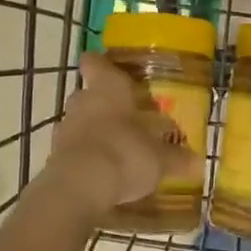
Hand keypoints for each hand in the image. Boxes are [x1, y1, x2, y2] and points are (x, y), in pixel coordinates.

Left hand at [43, 55, 193, 219]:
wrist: (79, 187)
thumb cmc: (125, 153)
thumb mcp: (160, 158)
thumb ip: (177, 158)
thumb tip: (197, 162)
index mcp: (108, 88)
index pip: (96, 63)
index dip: (100, 64)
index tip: (109, 68)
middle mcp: (83, 101)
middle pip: (88, 94)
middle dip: (102, 104)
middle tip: (124, 117)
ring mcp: (64, 128)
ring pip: (78, 122)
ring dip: (92, 132)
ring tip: (114, 149)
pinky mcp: (54, 156)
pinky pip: (72, 149)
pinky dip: (84, 156)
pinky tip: (101, 172)